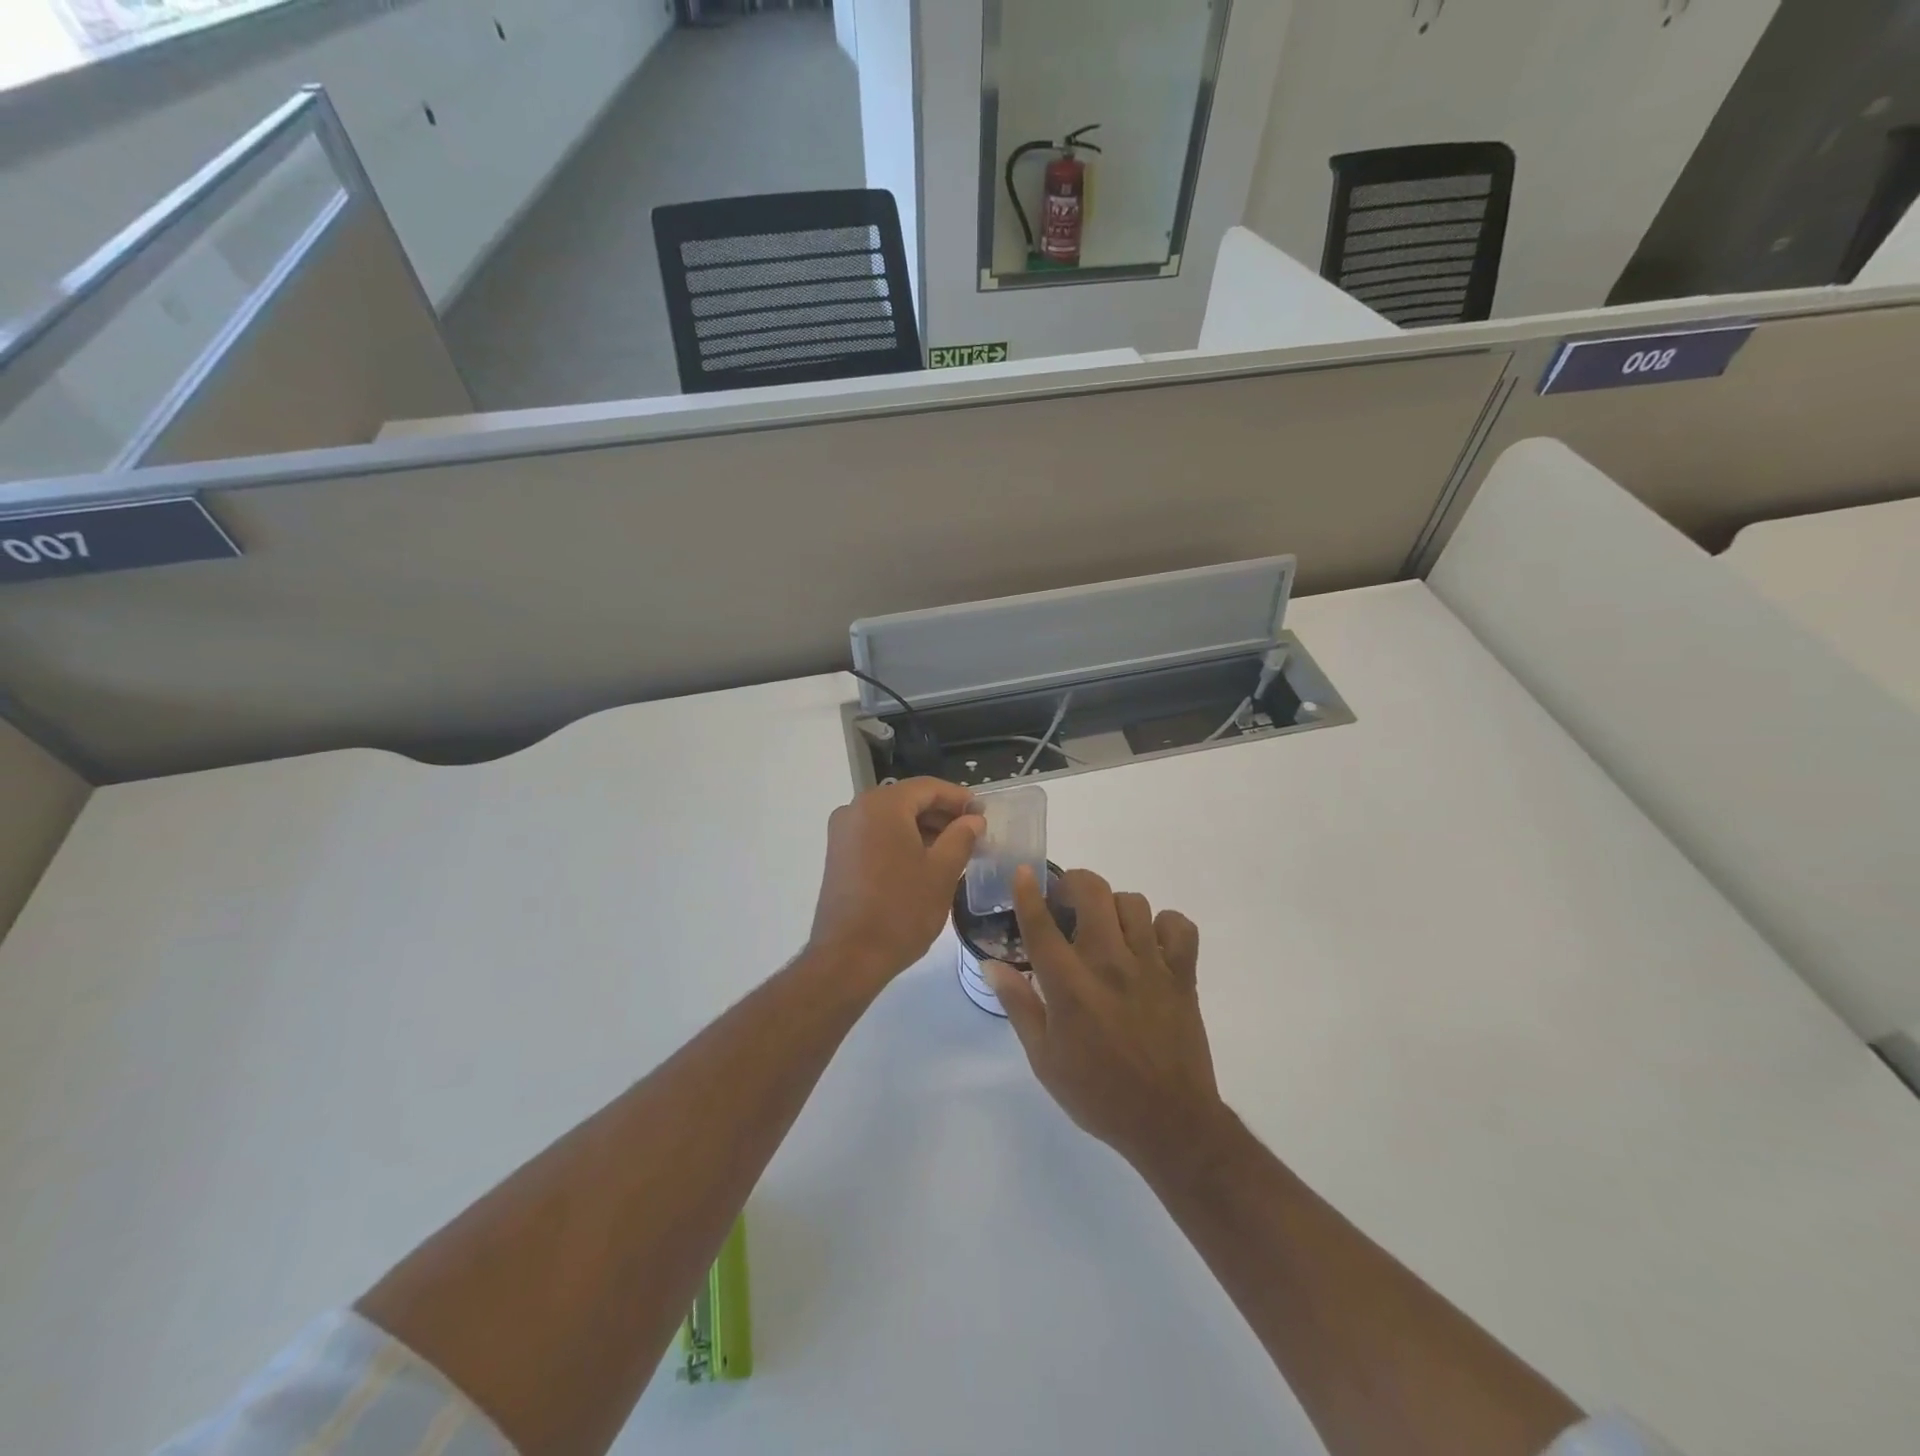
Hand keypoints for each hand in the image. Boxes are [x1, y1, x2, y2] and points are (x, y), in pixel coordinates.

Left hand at [809, 778, 984, 980]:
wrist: (848, 957)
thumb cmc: (901, 910)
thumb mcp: (942, 872)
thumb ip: (961, 837)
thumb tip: (973, 820)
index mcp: (882, 805)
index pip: (928, 787)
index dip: (959, 798)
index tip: (983, 815)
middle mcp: (856, 809)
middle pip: (908, 800)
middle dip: (942, 814)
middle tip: (973, 834)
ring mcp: (843, 832)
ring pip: (892, 818)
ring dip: (923, 828)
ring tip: (954, 850)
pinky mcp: (838, 854)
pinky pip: (876, 835)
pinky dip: (902, 840)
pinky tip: (925, 862)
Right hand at [986, 867, 1223, 1176]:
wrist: (1168, 1122)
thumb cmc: (1097, 1093)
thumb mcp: (1044, 1058)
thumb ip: (1019, 1004)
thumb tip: (993, 964)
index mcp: (1070, 985)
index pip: (1042, 924)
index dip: (1028, 892)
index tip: (1023, 872)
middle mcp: (1109, 963)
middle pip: (1092, 893)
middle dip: (1074, 884)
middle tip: (1067, 903)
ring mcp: (1150, 965)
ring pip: (1133, 902)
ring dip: (1114, 907)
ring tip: (1107, 928)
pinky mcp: (1183, 975)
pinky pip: (1179, 925)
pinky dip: (1164, 925)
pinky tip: (1150, 943)